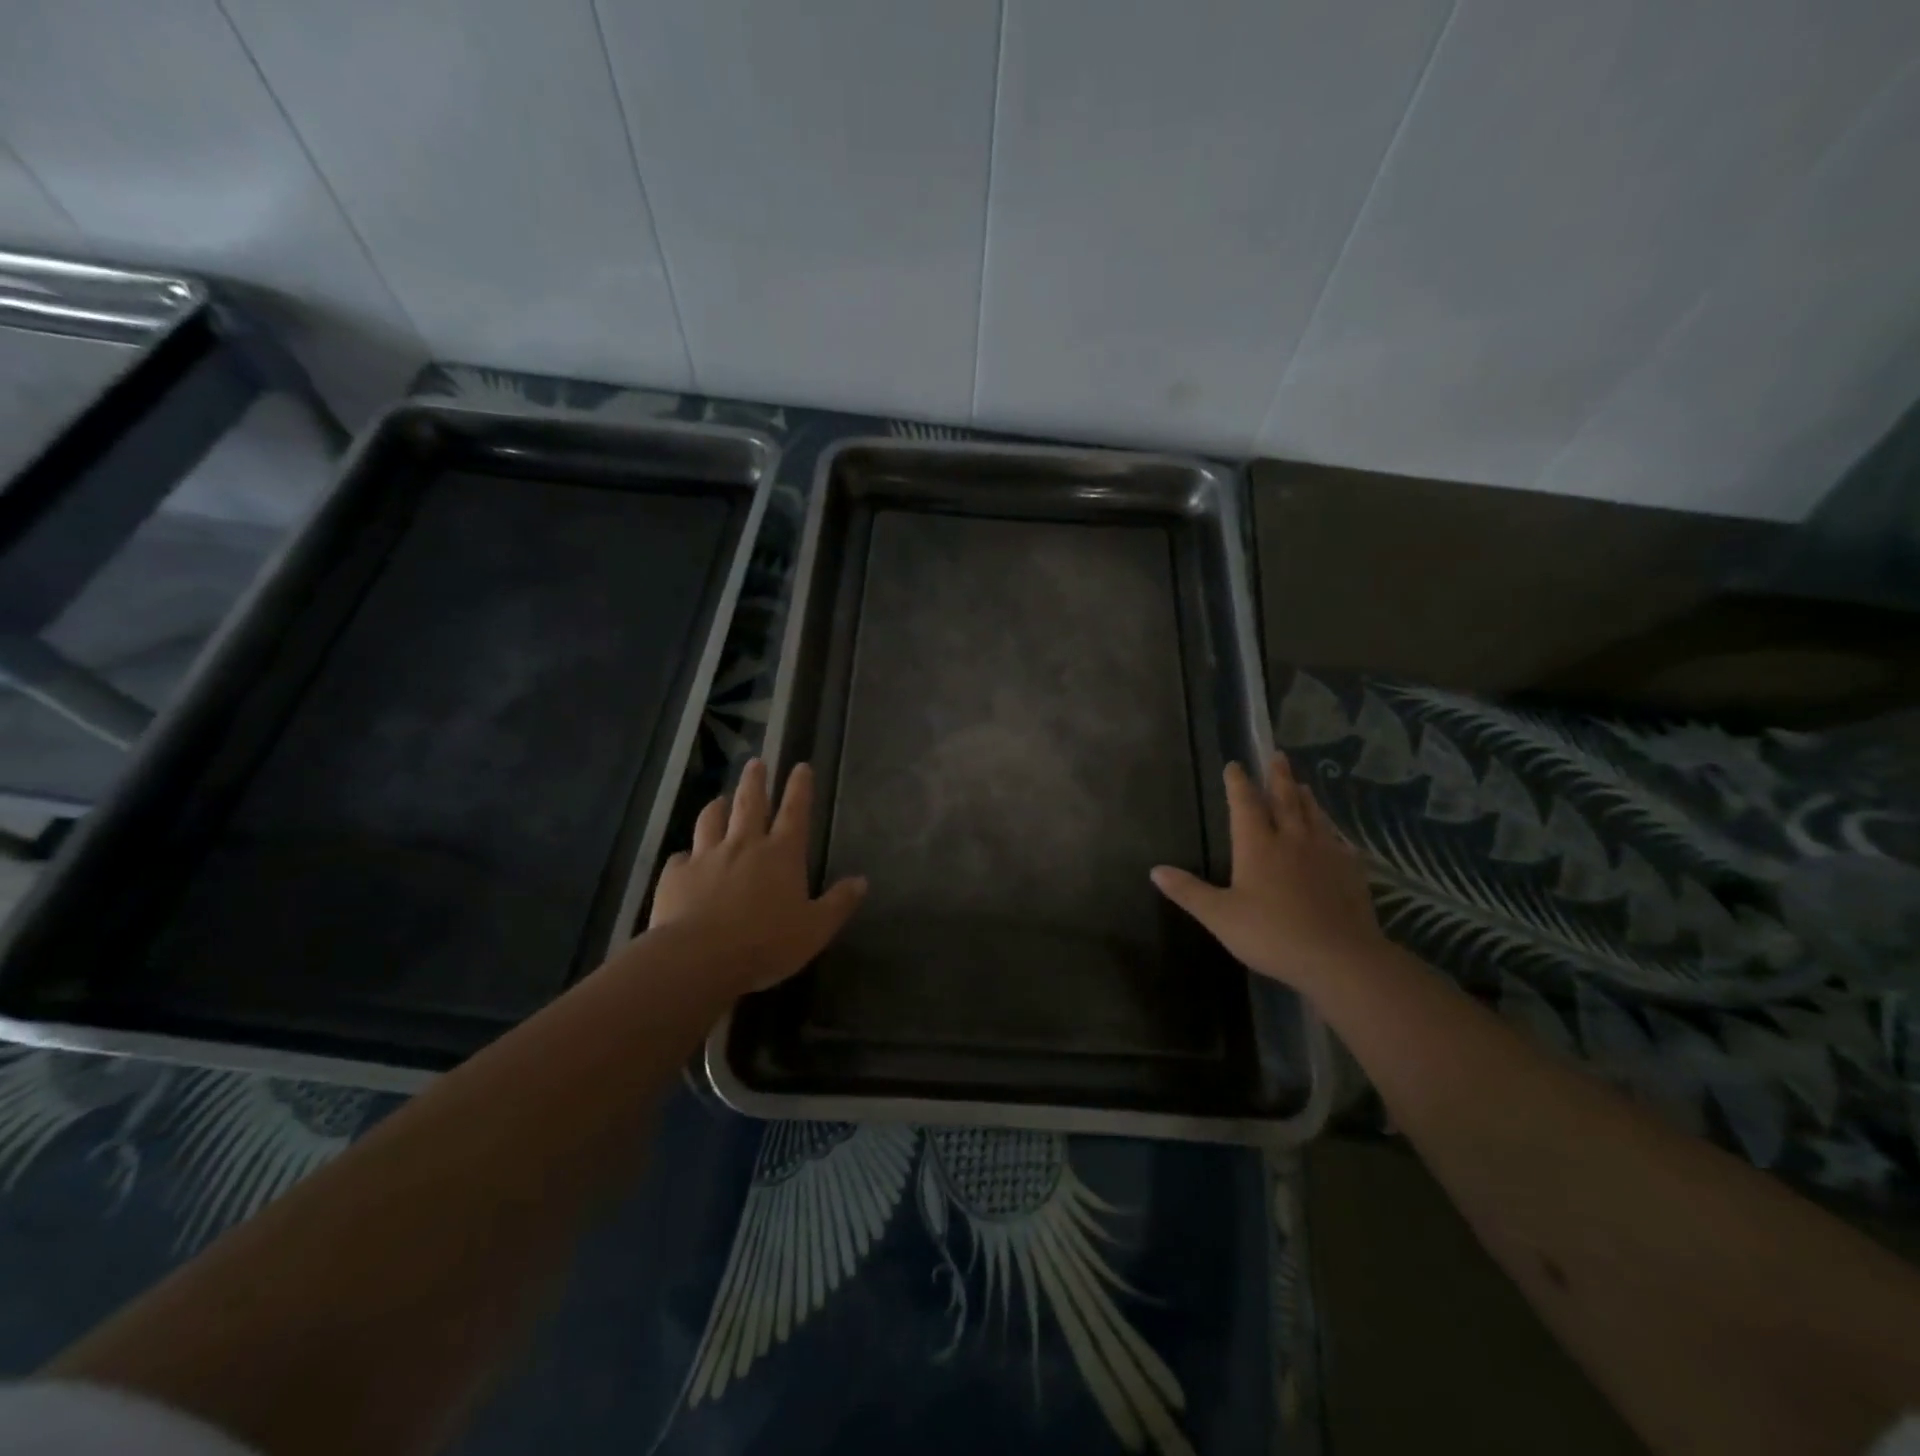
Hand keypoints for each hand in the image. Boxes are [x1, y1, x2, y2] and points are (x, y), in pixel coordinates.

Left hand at [649, 758, 866, 993]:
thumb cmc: (766, 943)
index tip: (800, 767)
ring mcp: (707, 857)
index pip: (795, 812)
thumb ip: (839, 903)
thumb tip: (862, 881)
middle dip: (755, 780)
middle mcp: (744, 845)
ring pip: (711, 821)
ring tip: (719, 799)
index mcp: (781, 854)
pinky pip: (681, 857)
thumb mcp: (815, 929)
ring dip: (717, 807)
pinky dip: (686, 855)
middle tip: (755, 763)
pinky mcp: (676, 875)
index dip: (799, 788)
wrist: (700, 957)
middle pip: (750, 803)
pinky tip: (685, 859)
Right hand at [1151, 753, 1385, 992]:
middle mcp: (1292, 839)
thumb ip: (1188, 892)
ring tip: (1303, 784)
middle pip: (1285, 799)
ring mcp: (1325, 853)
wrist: (1339, 957)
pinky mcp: (1350, 871)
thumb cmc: (1272, 934)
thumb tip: (1155, 870)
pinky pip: (1339, 841)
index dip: (1238, 783)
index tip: (1234, 765)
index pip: (1245, 804)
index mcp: (1257, 845)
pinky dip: (1332, 831)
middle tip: (1278, 755)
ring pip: (1314, 815)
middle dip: (1278, 776)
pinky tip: (1334, 835)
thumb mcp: (1220, 916)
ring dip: (1305, 797)